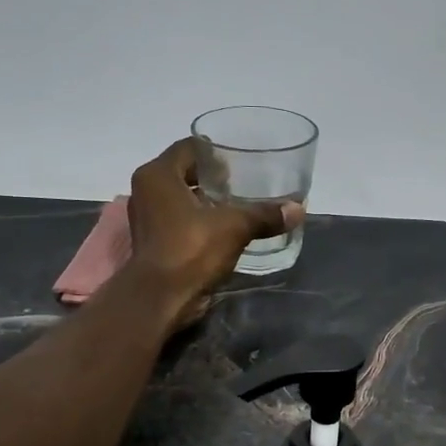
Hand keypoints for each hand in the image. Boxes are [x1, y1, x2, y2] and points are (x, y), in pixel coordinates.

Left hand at [125, 139, 301, 327]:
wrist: (161, 298)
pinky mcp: (152, 241)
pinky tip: (222, 231)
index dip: (216, 153)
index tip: (240, 165)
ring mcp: (146, 217)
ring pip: (180, 197)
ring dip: (205, 200)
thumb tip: (299, 210)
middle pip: (183, 171)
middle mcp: (146, 190)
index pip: (189, 147)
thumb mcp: (234, 228)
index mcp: (158, 174)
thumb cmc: (191, 250)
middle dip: (212, 177)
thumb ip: (264, 215)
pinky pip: (177, 219)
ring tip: (235, 207)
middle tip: (241, 185)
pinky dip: (197, 220)